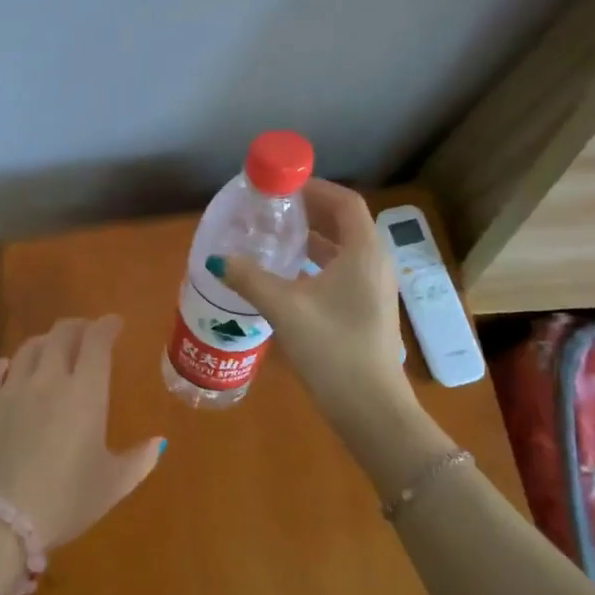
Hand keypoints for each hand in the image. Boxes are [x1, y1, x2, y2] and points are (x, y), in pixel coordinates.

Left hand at [0, 315, 165, 552]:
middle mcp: (48, 380)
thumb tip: (160, 441)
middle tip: (85, 332)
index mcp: (85, 393)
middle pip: (61, 335)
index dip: (106, 326)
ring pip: (28, 348)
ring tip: (50, 349)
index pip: (96, 342)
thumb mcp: (112, 485)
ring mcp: (11, 389)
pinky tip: (8, 370)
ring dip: (44, 342)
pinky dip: (5, 364)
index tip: (114, 324)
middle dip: (77, 327)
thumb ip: (140, 460)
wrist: (0, 520)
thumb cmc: (65, 501)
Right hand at [220, 179, 409, 422]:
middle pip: (345, 223)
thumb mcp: (284, 309)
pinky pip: (343, 272)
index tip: (283, 186)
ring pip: (343, 250)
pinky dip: (318, 264)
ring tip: (275, 239)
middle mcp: (375, 264)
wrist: (370, 408)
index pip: (345, 202)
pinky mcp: (368, 310)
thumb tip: (218, 259)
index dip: (316, 188)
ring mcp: (375, 289)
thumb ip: (250, 279)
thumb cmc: (332, 349)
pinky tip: (289, 278)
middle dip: (310, 212)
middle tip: (273, 210)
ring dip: (313, 240)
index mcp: (363, 252)